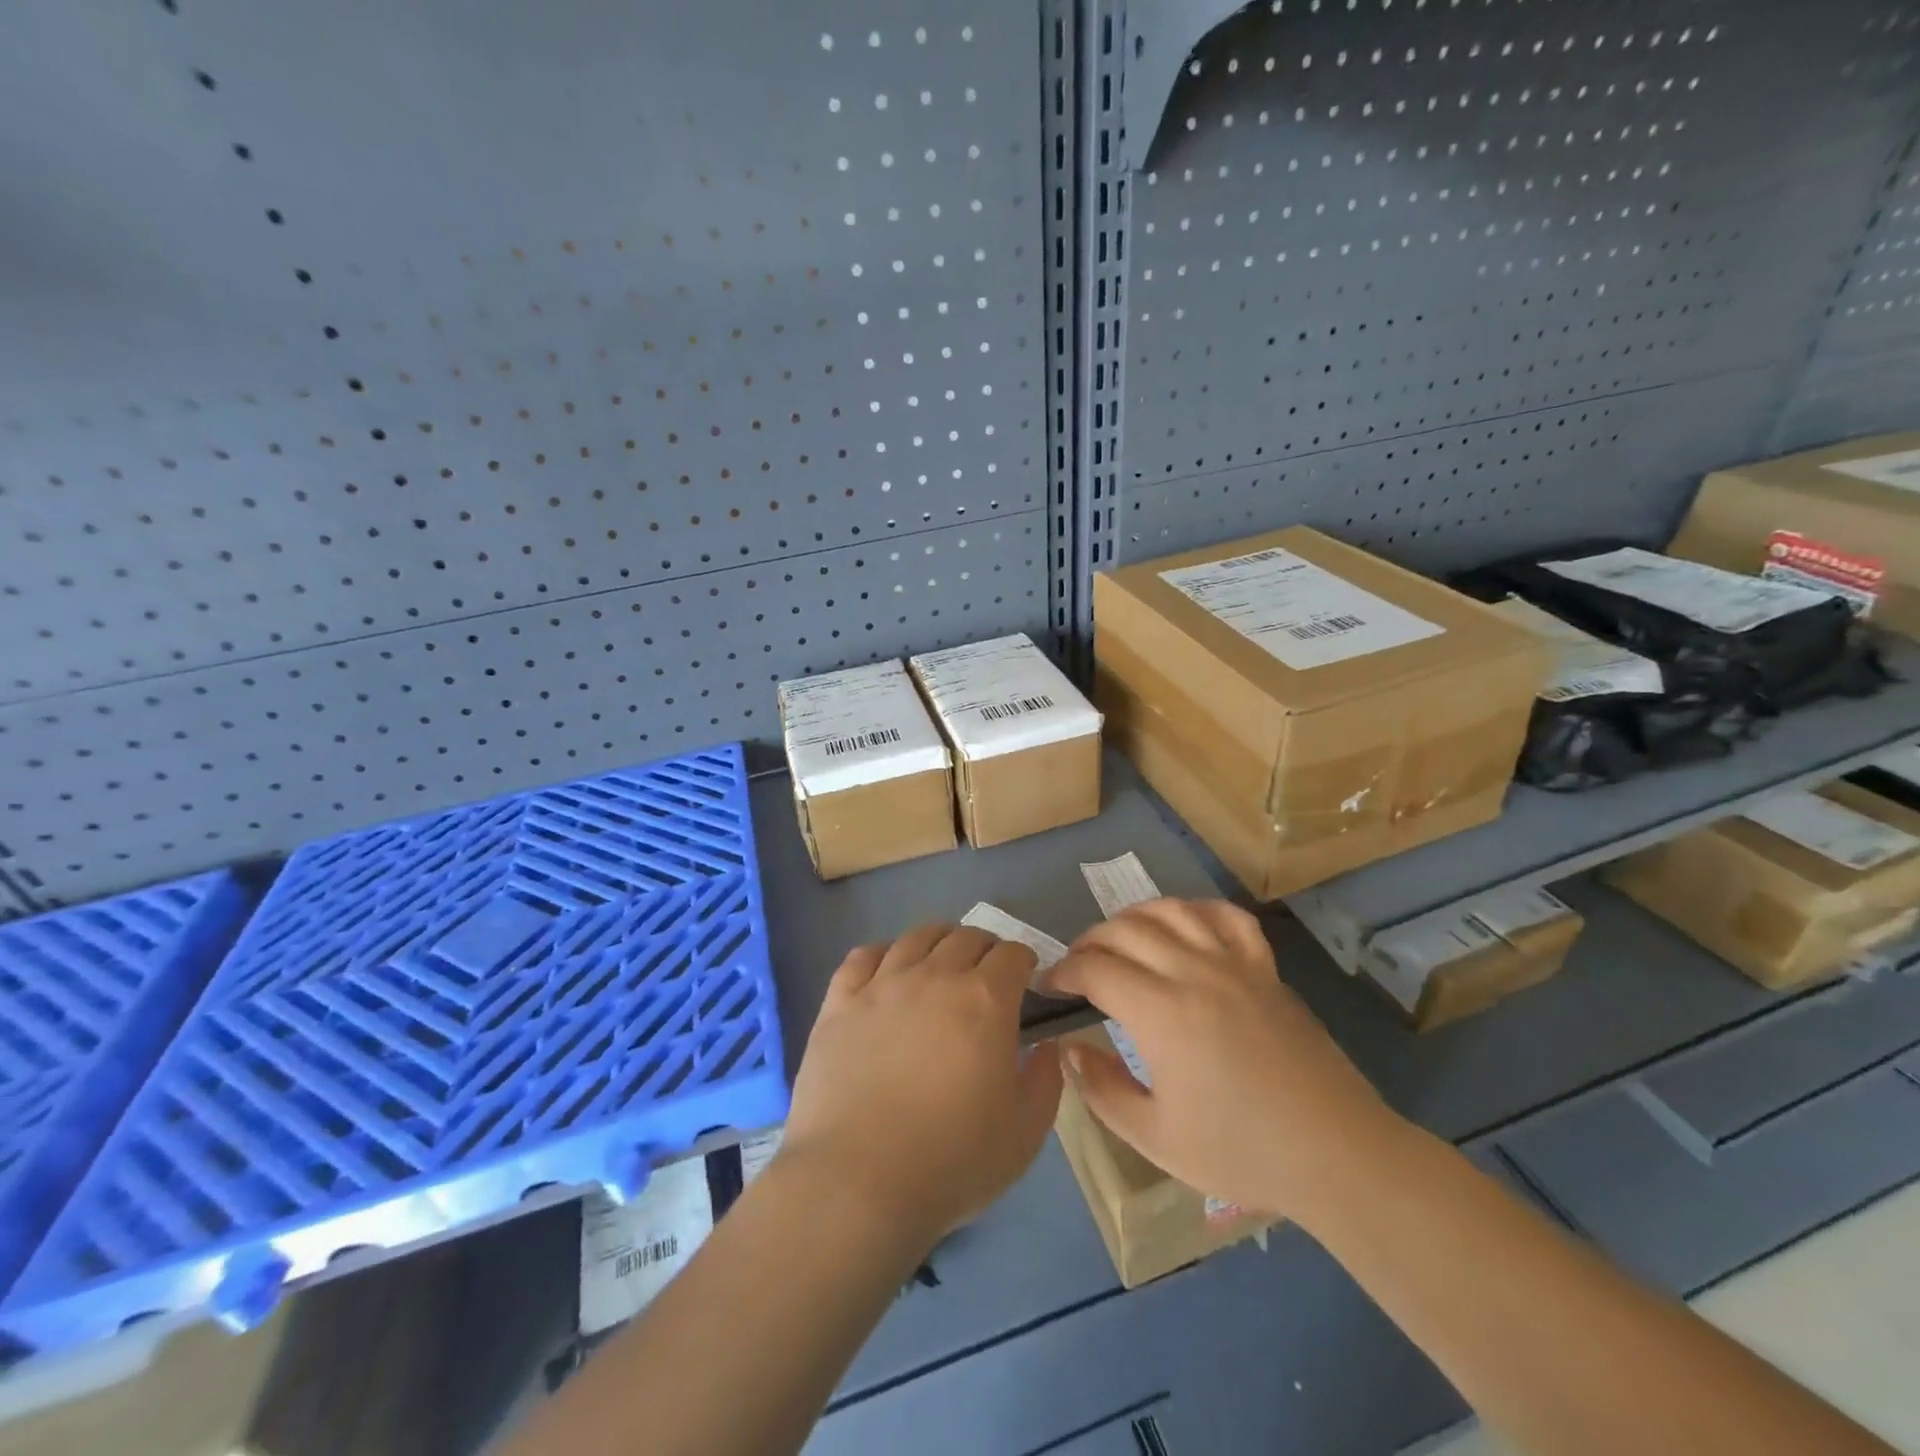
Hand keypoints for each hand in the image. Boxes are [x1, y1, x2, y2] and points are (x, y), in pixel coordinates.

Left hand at [778, 925, 1063, 1245]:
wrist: (857, 1182)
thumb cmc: (952, 1161)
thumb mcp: (1025, 1132)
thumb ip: (1046, 1079)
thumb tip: (1047, 1045)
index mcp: (985, 1000)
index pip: (1013, 954)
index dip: (1024, 961)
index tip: (1026, 978)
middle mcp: (935, 976)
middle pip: (966, 937)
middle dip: (985, 949)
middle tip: (987, 974)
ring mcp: (882, 984)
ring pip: (916, 937)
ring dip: (939, 942)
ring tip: (941, 962)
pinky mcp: (840, 1002)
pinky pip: (863, 956)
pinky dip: (882, 953)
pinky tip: (887, 970)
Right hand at [1045, 898, 1400, 1226]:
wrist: (1335, 1154)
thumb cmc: (1241, 1151)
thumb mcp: (1155, 1137)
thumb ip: (1102, 1089)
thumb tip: (1068, 1049)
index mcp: (1161, 1013)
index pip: (1095, 968)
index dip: (1063, 971)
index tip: (1050, 986)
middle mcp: (1193, 972)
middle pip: (1124, 931)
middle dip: (1088, 941)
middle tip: (1077, 966)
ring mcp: (1234, 964)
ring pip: (1171, 912)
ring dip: (1133, 917)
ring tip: (1118, 939)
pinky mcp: (1265, 968)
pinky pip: (1227, 917)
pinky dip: (1196, 909)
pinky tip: (1183, 923)